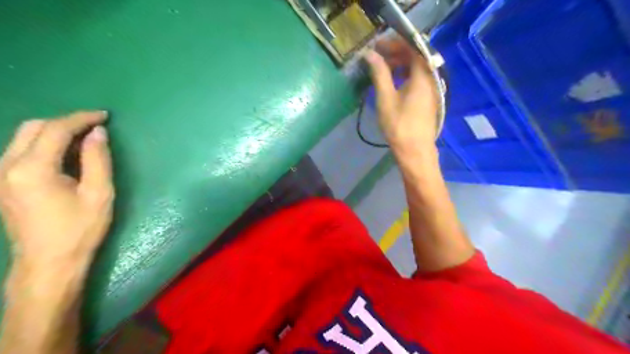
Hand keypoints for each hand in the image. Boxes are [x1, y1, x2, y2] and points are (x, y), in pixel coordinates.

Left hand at [0, 110, 114, 267]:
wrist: (49, 262)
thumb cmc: (80, 229)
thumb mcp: (99, 193)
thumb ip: (98, 159)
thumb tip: (98, 132)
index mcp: (31, 169)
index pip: (55, 130)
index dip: (81, 118)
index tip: (105, 116)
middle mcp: (6, 166)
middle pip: (33, 128)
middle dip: (66, 121)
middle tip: (95, 126)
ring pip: (24, 137)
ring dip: (55, 131)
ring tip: (84, 137)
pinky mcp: (2, 183)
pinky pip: (21, 150)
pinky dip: (45, 143)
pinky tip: (65, 152)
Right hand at [365, 39, 439, 155]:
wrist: (415, 151)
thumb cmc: (399, 125)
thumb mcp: (386, 98)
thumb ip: (379, 73)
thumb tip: (370, 54)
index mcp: (422, 75)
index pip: (412, 47)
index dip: (395, 43)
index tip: (378, 46)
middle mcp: (431, 78)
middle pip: (415, 57)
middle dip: (396, 53)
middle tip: (377, 56)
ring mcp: (432, 90)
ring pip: (417, 69)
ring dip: (400, 65)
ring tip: (383, 68)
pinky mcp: (429, 99)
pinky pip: (418, 79)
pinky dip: (405, 76)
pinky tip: (394, 82)